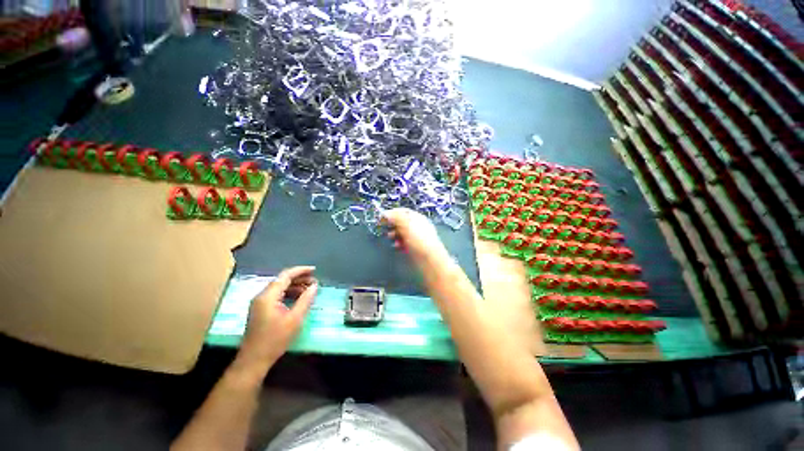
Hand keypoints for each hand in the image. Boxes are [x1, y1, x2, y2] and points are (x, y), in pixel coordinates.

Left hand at [239, 266, 317, 365]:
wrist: (254, 360)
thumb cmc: (275, 339)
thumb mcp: (295, 319)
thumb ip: (305, 300)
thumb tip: (314, 286)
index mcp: (268, 296)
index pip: (285, 275)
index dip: (301, 270)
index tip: (315, 270)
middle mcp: (262, 296)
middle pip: (282, 280)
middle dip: (299, 278)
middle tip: (315, 281)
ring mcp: (260, 303)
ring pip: (279, 288)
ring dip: (295, 286)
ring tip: (310, 289)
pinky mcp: (260, 310)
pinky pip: (276, 296)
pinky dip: (289, 294)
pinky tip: (299, 298)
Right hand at [382, 208, 449, 267]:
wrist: (429, 259)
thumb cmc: (419, 239)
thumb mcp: (406, 224)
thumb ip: (396, 217)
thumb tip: (386, 214)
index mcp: (417, 217)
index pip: (403, 212)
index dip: (392, 213)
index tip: (382, 218)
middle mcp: (417, 226)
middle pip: (401, 223)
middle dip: (392, 225)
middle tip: (385, 229)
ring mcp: (416, 238)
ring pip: (401, 234)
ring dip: (394, 235)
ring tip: (391, 238)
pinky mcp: (414, 248)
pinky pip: (404, 244)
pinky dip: (399, 244)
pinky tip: (397, 247)